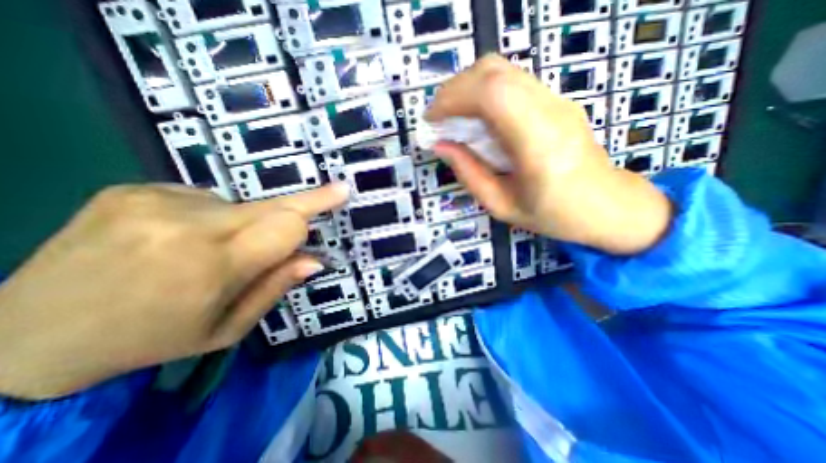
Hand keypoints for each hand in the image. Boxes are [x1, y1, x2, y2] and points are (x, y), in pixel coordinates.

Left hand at [0, 183, 346, 398]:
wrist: (23, 335)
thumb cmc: (151, 340)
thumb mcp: (226, 329)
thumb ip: (275, 288)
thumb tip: (314, 260)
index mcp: (211, 267)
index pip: (286, 226)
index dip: (317, 208)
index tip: (342, 192)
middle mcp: (187, 225)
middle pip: (272, 205)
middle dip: (305, 202)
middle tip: (335, 191)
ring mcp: (156, 201)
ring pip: (240, 205)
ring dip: (244, 224)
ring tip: (209, 250)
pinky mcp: (135, 189)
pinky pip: (205, 199)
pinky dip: (211, 218)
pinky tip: (178, 238)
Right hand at [426, 56, 669, 254]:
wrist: (607, 205)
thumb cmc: (553, 215)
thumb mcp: (501, 205)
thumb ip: (469, 173)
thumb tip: (441, 146)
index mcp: (539, 144)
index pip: (493, 94)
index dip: (453, 98)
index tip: (431, 120)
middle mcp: (551, 111)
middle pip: (495, 72)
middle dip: (454, 90)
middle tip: (437, 117)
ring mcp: (557, 100)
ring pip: (502, 70)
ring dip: (467, 88)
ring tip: (451, 116)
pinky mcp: (555, 100)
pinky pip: (511, 81)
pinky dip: (482, 91)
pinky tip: (474, 116)